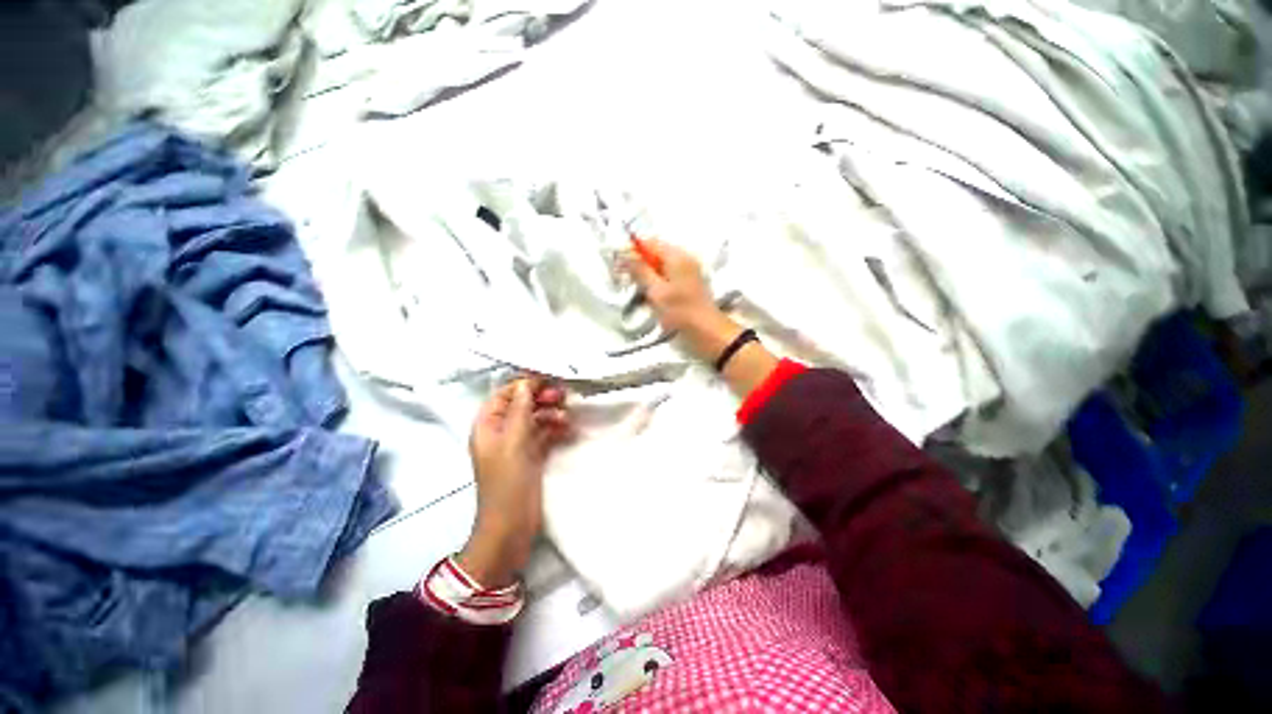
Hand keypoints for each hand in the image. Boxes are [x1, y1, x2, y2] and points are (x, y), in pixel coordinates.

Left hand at [459, 378, 570, 587]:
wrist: (512, 526)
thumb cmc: (507, 482)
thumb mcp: (513, 442)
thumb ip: (520, 411)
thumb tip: (526, 383)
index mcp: (487, 426)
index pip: (505, 395)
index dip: (524, 384)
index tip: (548, 378)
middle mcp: (502, 431)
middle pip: (522, 404)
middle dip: (541, 397)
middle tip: (562, 395)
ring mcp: (518, 443)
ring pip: (536, 418)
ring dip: (551, 413)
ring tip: (566, 417)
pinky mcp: (533, 455)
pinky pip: (545, 433)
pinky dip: (556, 428)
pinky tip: (568, 428)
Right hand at [624, 238, 743, 363]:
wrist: (708, 333)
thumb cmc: (681, 312)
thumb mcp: (656, 292)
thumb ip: (640, 271)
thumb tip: (624, 254)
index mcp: (677, 256)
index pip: (649, 242)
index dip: (632, 250)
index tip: (618, 265)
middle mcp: (684, 259)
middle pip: (655, 253)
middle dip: (639, 264)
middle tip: (626, 280)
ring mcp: (688, 272)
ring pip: (660, 266)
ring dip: (647, 276)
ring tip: (639, 291)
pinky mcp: (688, 284)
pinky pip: (667, 277)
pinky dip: (657, 283)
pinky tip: (652, 297)